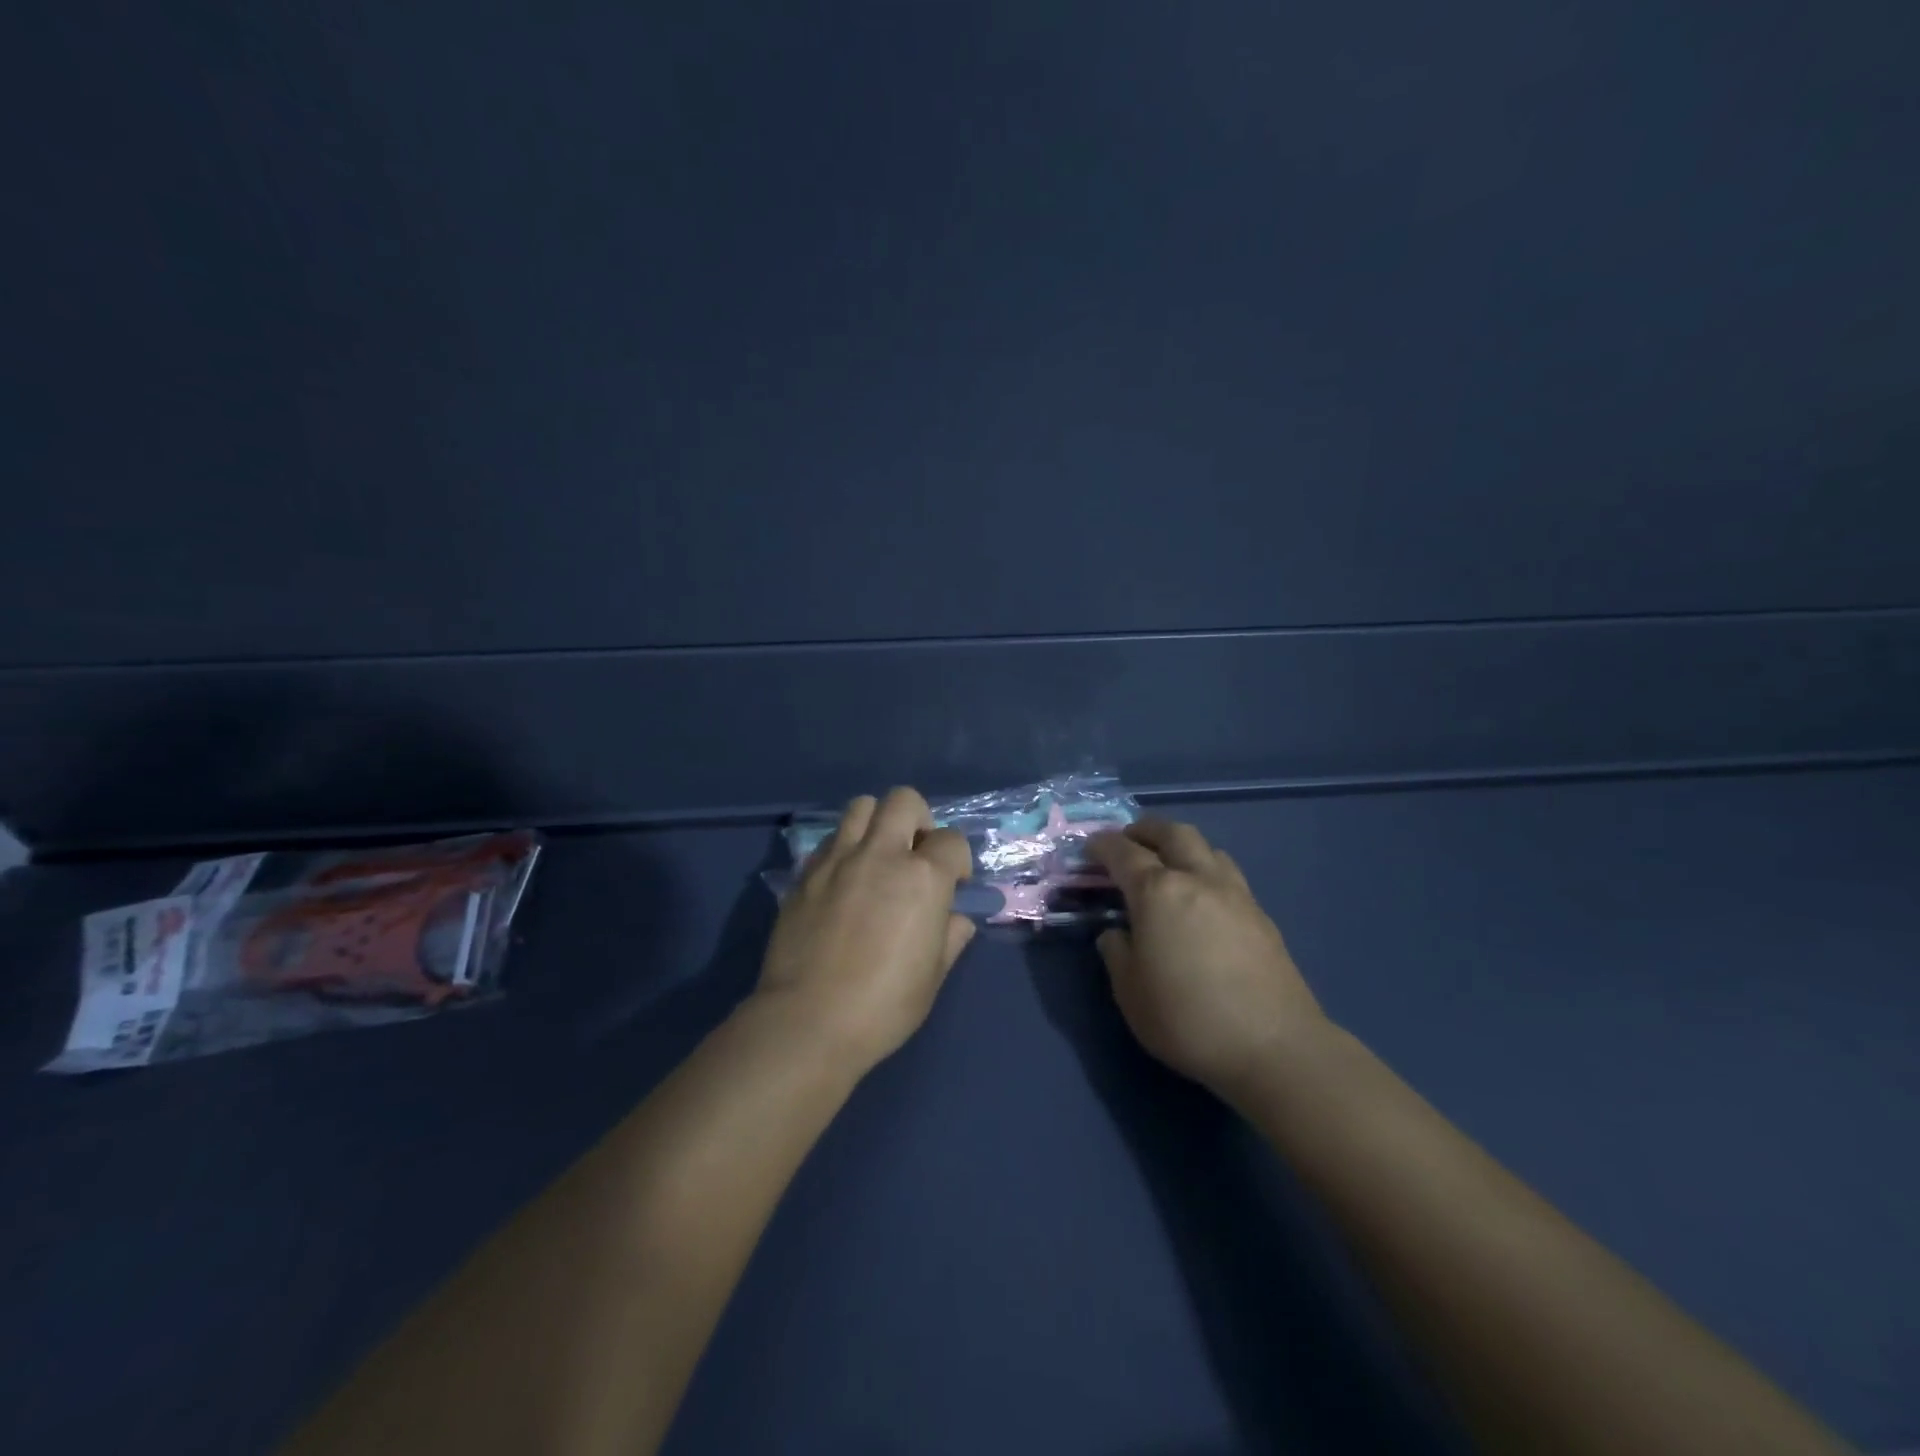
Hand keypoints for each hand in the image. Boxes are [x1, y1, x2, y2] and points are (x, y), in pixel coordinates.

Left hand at [757, 787, 976, 1072]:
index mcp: (922, 878)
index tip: (953, 884)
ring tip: (877, 858)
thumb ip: (950, 937)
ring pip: (861, 806)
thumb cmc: (883, 1005)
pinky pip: (831, 840)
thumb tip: (956, 919)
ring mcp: (838, 859)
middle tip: (915, 854)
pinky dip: (845, 848)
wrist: (808, 1021)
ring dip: (877, 823)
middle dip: (919, 819)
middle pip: (903, 800)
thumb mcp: (932, 976)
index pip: (951, 840)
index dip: (957, 859)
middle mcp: (880, 854)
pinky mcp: (805, 873)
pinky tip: (844, 881)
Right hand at [1088, 819, 1324, 1097]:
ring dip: (1180, 846)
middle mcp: (1198, 879)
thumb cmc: (1187, 1018)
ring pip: (1207, 848)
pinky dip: (1205, 871)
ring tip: (1168, 865)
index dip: (1102, 845)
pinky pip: (1227, 875)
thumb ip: (1117, 953)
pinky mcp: (1262, 916)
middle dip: (1145, 830)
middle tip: (1128, 840)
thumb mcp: (1130, 992)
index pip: (1123, 853)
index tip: (1089, 848)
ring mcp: (1235, 895)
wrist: (1273, 1046)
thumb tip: (1117, 933)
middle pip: (1172, 833)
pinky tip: (1201, 899)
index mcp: (1158, 892)